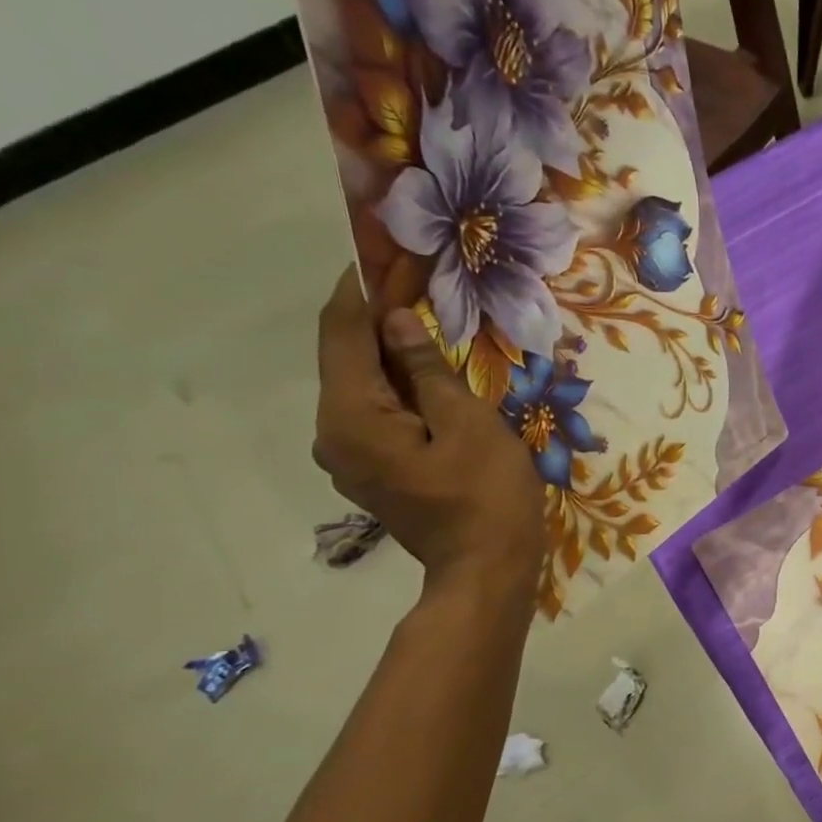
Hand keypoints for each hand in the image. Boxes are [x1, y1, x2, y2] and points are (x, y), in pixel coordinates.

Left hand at [313, 269, 543, 601]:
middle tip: (417, 280)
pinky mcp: (375, 469)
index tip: (384, 251)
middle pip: (348, 358)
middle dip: (379, 315)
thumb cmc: (486, 495)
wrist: (486, 570)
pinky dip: (400, 384)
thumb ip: (427, 369)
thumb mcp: (468, 423)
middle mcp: (335, 433)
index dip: (361, 288)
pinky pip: (379, 412)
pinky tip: (431, 372)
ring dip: (392, 350)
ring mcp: (352, 456)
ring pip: (365, 385)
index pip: (343, 334)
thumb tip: (394, 320)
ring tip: (429, 318)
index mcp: (352, 417)